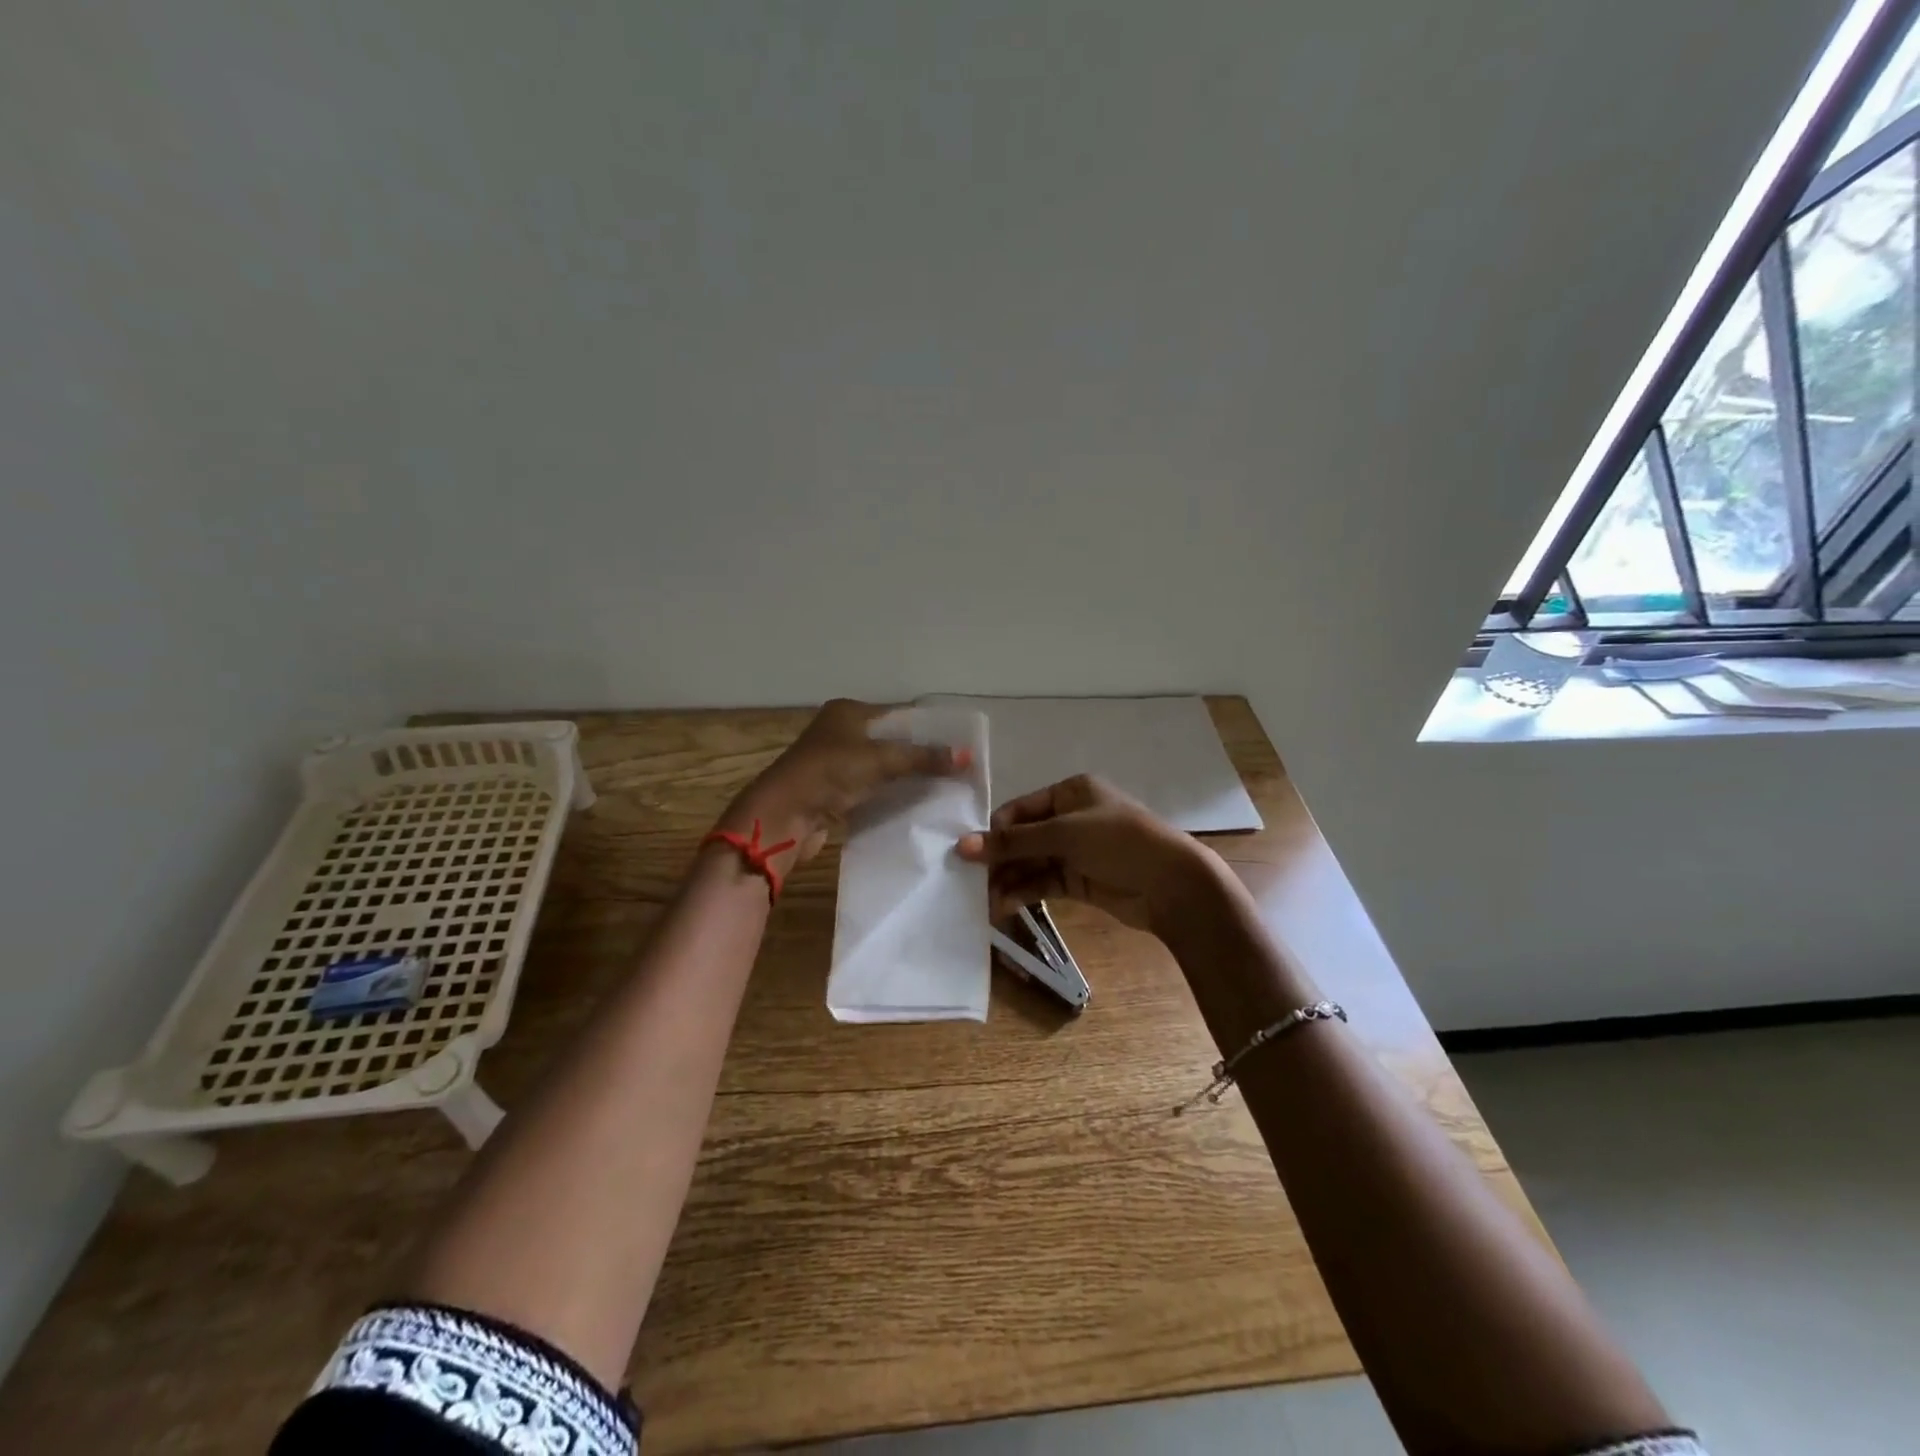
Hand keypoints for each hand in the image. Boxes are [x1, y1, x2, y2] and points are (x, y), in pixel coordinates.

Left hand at [720, 699, 969, 869]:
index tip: (958, 744)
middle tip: (956, 768)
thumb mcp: (880, 759)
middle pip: (890, 741)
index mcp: (847, 712)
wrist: (783, 815)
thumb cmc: (830, 773)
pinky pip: (870, 789)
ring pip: (880, 767)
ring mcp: (834, 763)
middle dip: (919, 755)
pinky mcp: (832, 792)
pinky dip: (889, 795)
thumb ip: (923, 757)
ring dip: (905, 777)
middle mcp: (840, 732)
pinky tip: (914, 804)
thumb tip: (968, 756)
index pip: (897, 714)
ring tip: (943, 787)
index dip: (927, 728)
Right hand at [956, 774, 1215, 937]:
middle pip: (1024, 837)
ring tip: (982, 901)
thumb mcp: (1065, 834)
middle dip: (998, 859)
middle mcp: (1071, 818)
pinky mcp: (1080, 880)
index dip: (994, 830)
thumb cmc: (1119, 842)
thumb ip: (1014, 841)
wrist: (1172, 884)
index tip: (967, 853)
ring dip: (1008, 879)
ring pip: (1031, 863)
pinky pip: (1043, 883)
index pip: (1021, 809)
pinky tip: (1002, 906)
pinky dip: (1024, 892)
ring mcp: (1076, 851)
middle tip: (968, 882)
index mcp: (1070, 792)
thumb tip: (962, 845)